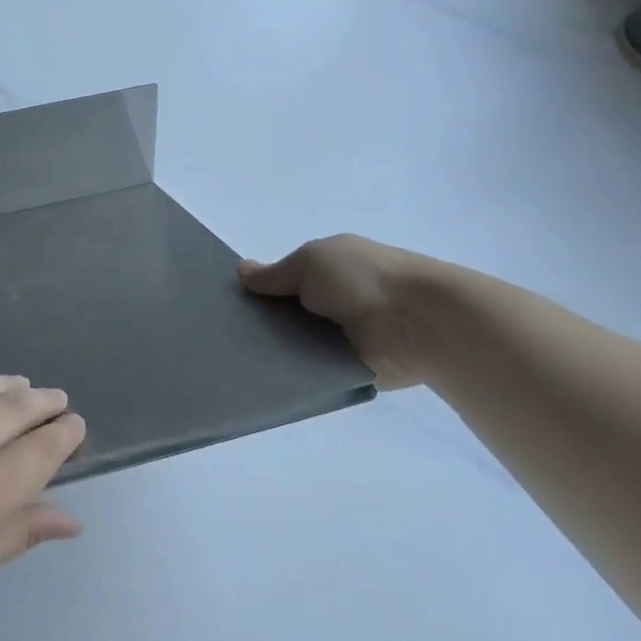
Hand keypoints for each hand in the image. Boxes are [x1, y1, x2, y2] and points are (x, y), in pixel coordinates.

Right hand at [239, 235, 448, 389]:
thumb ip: (275, 273)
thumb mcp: (311, 261)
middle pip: (285, 315)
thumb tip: (242, 271)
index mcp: (329, 270)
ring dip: (274, 350)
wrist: (418, 324)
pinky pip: (310, 372)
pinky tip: (261, 379)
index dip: (258, 290)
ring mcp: (341, 338)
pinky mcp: (347, 370)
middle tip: (222, 337)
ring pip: (294, 345)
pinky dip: (292, 374)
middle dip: (261, 323)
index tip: (226, 305)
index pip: (284, 281)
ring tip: (233, 362)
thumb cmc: (363, 280)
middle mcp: (333, 302)